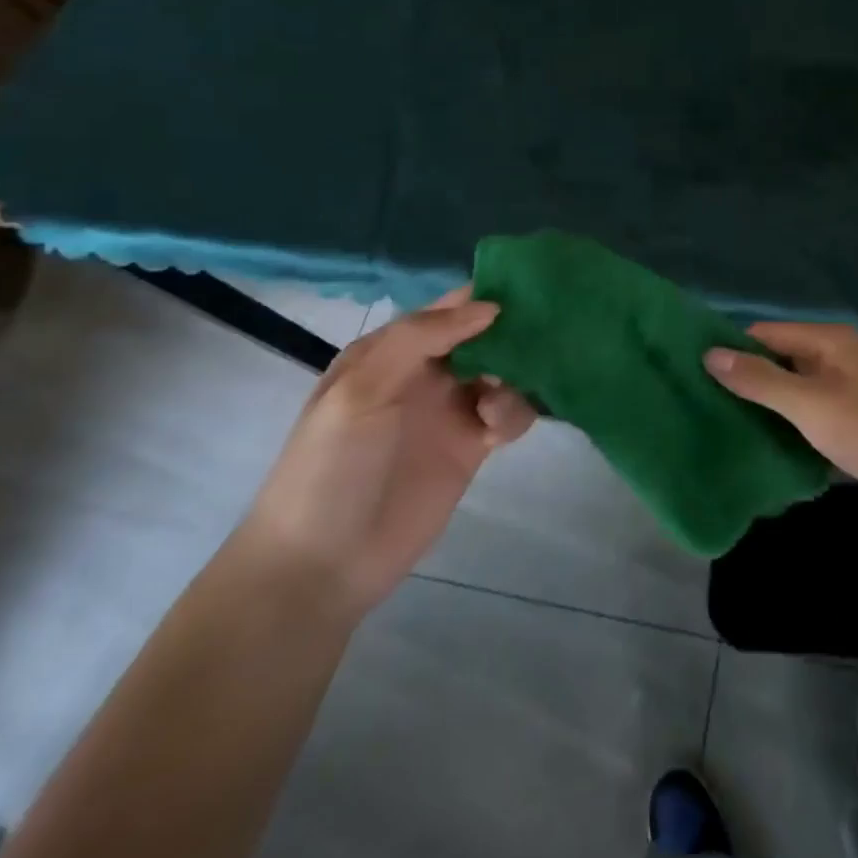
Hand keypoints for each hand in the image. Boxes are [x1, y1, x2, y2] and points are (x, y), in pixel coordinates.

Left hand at [236, 288, 534, 618]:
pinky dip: (515, 412)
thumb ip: (421, 338)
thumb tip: (489, 307)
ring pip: (504, 372)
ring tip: (498, 401)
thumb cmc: (332, 466)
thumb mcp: (361, 389)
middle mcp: (425, 372)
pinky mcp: (472, 447)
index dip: (484, 297)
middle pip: (484, 336)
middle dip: (512, 334)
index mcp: (391, 350)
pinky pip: (509, 414)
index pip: (448, 308)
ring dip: (515, 375)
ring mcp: (450, 410)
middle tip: (535, 343)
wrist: (323, 565)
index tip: (528, 291)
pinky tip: (498, 430)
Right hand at [704, 323, 857, 519]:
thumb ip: (760, 379)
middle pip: (780, 358)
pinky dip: (788, 420)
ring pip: (794, 386)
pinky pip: (809, 409)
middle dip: (747, 377)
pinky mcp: (853, 415)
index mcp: (828, 340)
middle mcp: (838, 354)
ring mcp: (848, 385)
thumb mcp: (809, 404)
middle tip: (703, 401)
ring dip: (766, 402)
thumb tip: (710, 354)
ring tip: (724, 421)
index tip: (695, 371)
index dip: (732, 349)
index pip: (766, 333)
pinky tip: (763, 439)